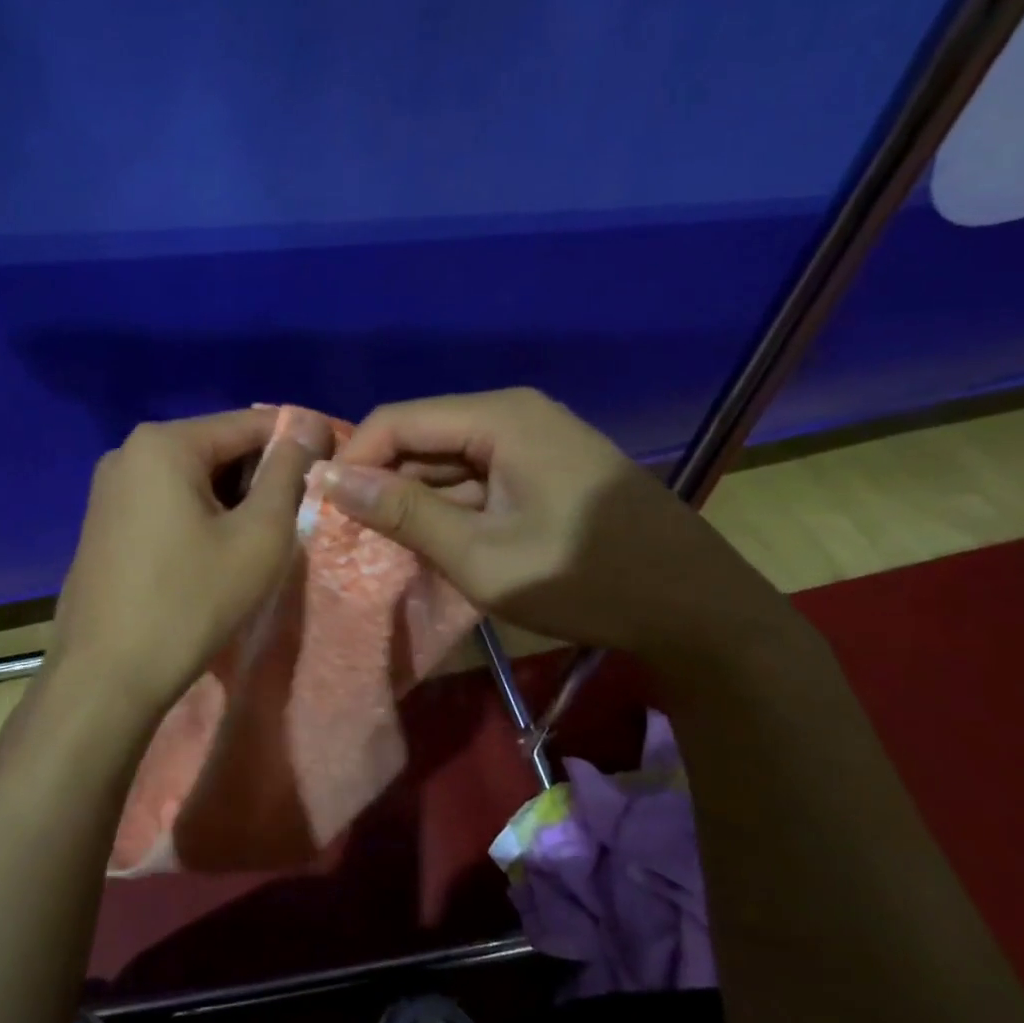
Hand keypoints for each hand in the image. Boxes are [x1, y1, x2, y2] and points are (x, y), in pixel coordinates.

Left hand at [48, 408, 332, 724]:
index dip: (299, 443)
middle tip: (293, 520)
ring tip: (255, 543)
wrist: (106, 676)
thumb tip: (310, 424)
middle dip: (260, 477)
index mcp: (165, 442)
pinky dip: (198, 516)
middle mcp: (129, 451)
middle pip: (218, 448)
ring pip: (192, 477)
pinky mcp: (103, 522)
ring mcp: (109, 488)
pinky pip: (165, 501)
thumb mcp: (259, 536)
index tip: (331, 472)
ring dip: (231, 501)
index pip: (252, 423)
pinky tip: (212, 556)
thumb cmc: (191, 601)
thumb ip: (289, 473)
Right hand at [321, 388, 781, 659]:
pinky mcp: (544, 467)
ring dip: (413, 498)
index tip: (327, 511)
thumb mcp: (482, 555)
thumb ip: (404, 513)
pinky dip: (449, 506)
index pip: (397, 420)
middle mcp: (514, 413)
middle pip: (422, 434)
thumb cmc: (586, 580)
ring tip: (382, 545)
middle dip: (382, 481)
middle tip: (349, 535)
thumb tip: (328, 479)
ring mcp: (534, 439)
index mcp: (500, 418)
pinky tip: (433, 542)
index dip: (353, 460)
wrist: (696, 609)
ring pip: (447, 458)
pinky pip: (477, 476)